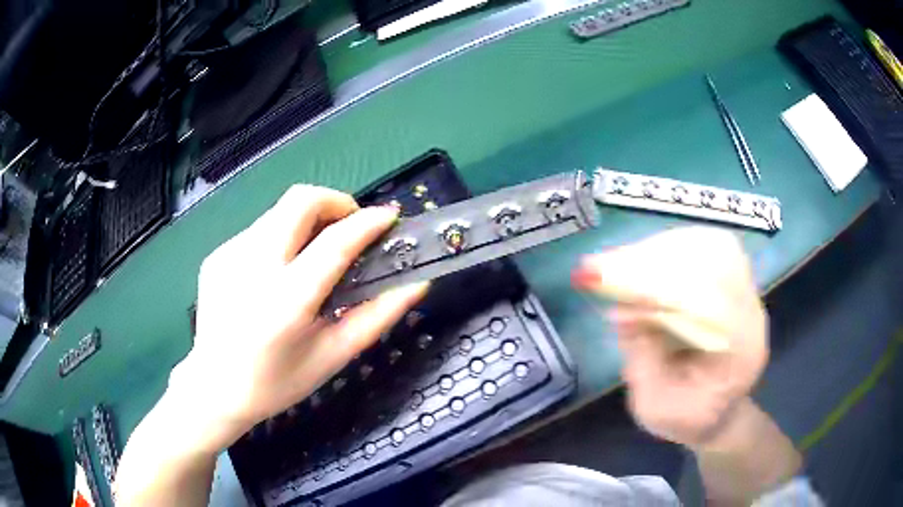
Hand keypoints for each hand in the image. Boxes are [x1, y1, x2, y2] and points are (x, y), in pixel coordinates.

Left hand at [168, 185, 427, 454]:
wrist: (214, 388)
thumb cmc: (277, 382)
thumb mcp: (333, 356)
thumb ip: (377, 316)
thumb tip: (416, 283)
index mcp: (286, 301)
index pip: (335, 242)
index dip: (368, 222)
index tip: (389, 217)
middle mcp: (253, 267)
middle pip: (300, 200)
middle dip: (335, 202)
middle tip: (350, 227)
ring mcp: (229, 256)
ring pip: (279, 211)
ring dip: (308, 221)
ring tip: (314, 255)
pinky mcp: (217, 254)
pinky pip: (258, 230)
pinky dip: (281, 238)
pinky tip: (279, 273)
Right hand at [573, 227, 767, 446]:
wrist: (720, 415)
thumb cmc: (687, 420)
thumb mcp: (654, 406)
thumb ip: (642, 359)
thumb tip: (620, 307)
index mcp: (741, 352)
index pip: (709, 299)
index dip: (660, 284)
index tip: (609, 279)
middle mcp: (752, 313)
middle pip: (716, 259)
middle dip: (658, 257)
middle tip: (607, 266)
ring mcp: (748, 293)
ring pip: (712, 246)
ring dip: (664, 249)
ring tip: (622, 263)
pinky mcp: (736, 283)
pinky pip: (708, 249)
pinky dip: (672, 249)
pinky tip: (645, 263)